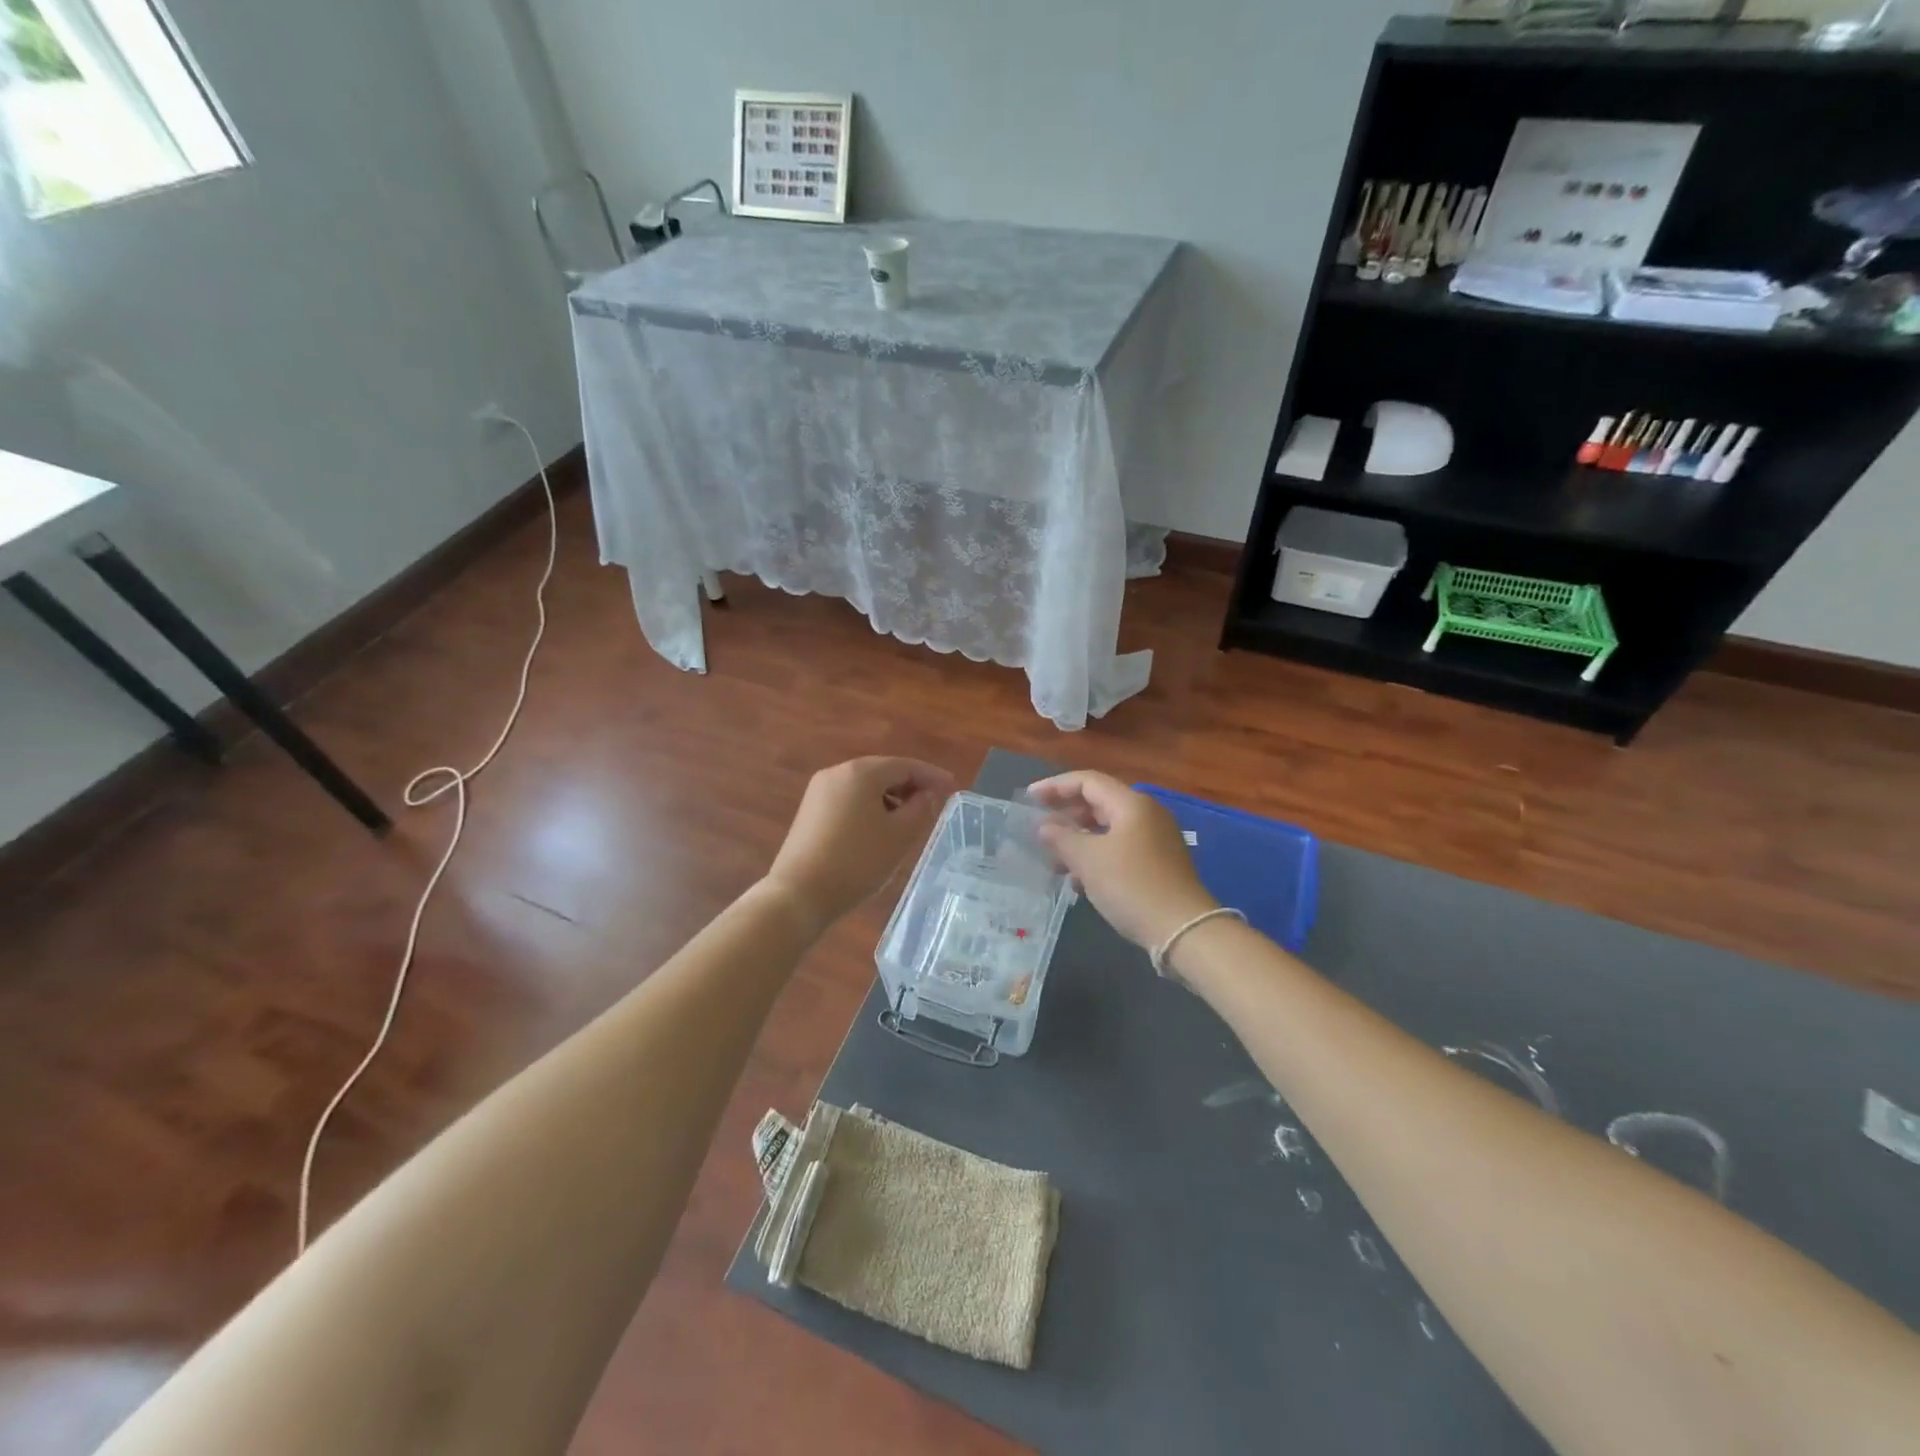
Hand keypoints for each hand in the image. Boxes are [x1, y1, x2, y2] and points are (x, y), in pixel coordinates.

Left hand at [764, 757, 954, 935]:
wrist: (799, 894)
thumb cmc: (857, 862)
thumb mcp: (899, 836)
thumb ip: (920, 809)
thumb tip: (925, 795)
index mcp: (861, 772)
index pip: (906, 765)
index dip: (932, 776)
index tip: (953, 788)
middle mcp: (838, 772)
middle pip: (883, 772)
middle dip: (910, 786)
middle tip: (934, 804)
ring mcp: (820, 791)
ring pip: (865, 786)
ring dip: (890, 797)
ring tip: (909, 820)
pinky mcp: (810, 811)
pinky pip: (849, 799)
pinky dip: (870, 807)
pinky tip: (879, 828)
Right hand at [1027, 771, 1216, 950]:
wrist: (1183, 930)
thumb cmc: (1131, 885)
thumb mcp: (1088, 860)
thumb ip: (1062, 838)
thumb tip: (1045, 826)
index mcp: (1131, 804)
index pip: (1088, 781)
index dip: (1055, 786)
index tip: (1029, 798)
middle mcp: (1146, 814)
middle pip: (1099, 803)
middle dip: (1066, 813)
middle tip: (1038, 826)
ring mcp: (1155, 840)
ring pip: (1108, 829)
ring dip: (1079, 839)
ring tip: (1053, 857)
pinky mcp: (1158, 864)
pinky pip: (1119, 849)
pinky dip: (1096, 856)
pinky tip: (1077, 879)